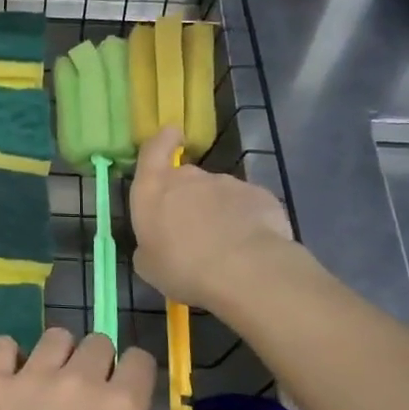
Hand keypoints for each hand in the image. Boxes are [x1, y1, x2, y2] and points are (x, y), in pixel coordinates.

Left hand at [0, 329, 234, 409]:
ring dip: (60, 356)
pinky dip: (9, 356)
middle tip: (87, 404)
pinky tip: (12, 381)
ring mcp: (30, 377)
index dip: (137, 379)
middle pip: (98, 344)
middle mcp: (79, 378)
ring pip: (55, 337)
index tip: (127, 405)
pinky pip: (3, 345)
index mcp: (122, 404)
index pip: (140, 359)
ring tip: (51, 390)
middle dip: (100, 366)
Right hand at [130, 127, 300, 311]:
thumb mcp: (148, 265)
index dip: (162, 141)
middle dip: (189, 197)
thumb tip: (157, 243)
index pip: (154, 148)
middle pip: (187, 177)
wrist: (244, 270)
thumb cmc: (182, 267)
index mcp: (153, 188)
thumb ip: (149, 245)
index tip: (171, 139)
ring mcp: (227, 183)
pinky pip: (247, 206)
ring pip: (219, 194)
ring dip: (218, 212)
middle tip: (192, 230)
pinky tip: (249, 247)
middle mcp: (189, 177)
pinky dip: (246, 221)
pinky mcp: (260, 195)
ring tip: (224, 246)